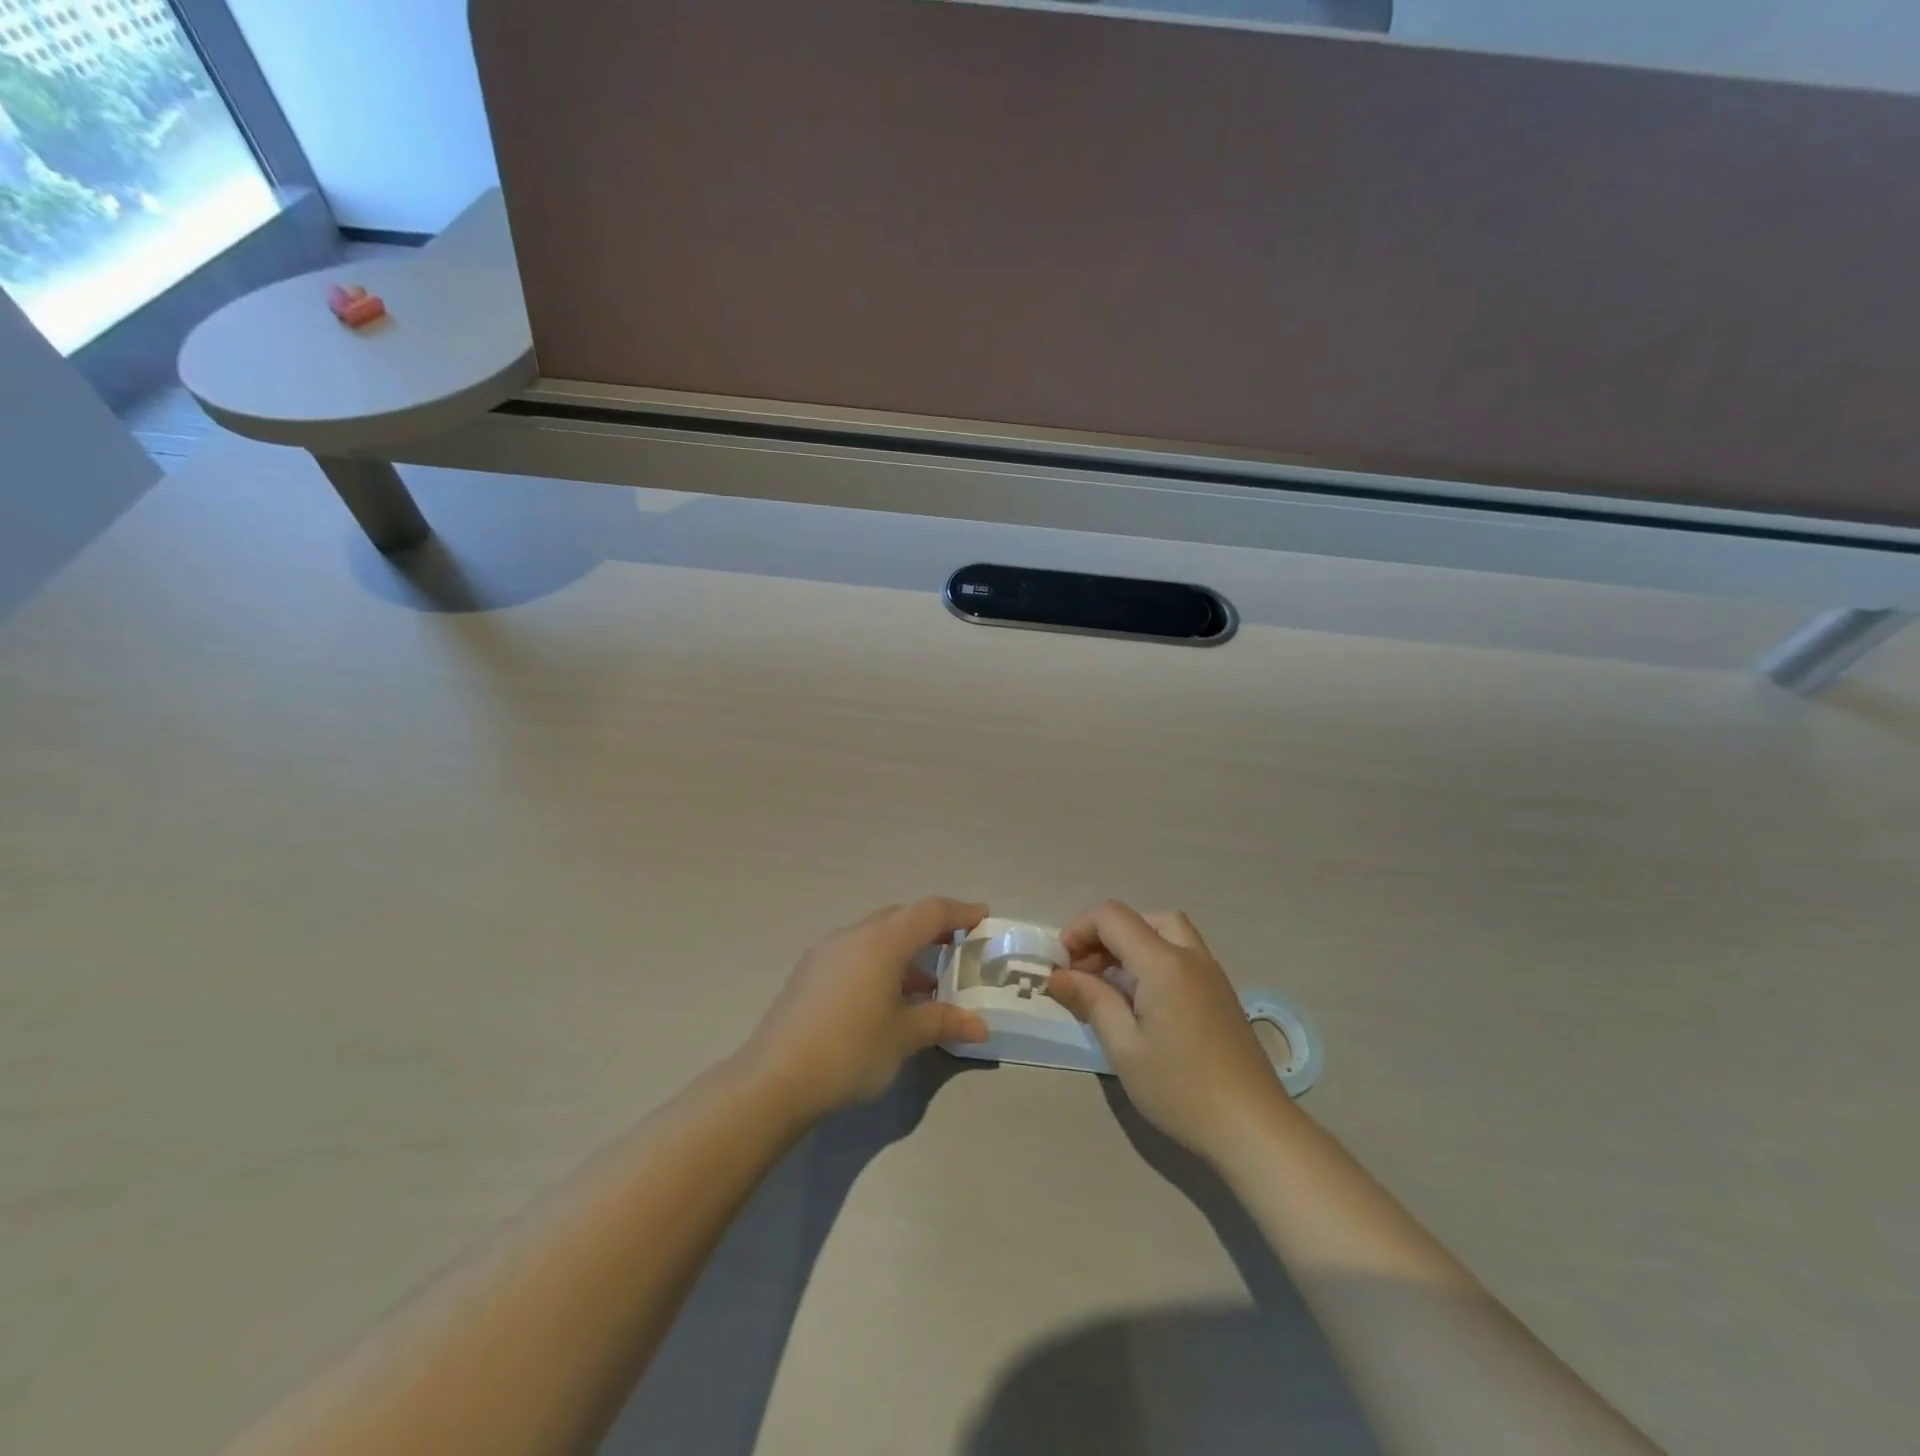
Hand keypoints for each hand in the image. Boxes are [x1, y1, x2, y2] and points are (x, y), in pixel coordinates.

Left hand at [742, 898, 991, 1117]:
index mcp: (882, 941)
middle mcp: (853, 935)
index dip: (960, 912)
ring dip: (904, 951)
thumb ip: (943, 1022)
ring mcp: (826, 953)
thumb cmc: (850, 1050)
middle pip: (900, 918)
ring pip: (875, 936)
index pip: (930, 912)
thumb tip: (979, 1026)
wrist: (775, 1079)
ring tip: (926, 984)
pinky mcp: (809, 974)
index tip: (982, 917)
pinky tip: (886, 1000)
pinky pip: (855, 954)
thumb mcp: (904, 1037)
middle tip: (957, 947)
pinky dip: (879, 964)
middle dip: (931, 928)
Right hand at [1046, 901, 1291, 1163]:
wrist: (1254, 1128)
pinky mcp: (1222, 995)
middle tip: (1086, 973)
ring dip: (1132, 945)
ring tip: (1112, 987)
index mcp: (1163, 962)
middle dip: (1106, 936)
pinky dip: (1154, 960)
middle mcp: (1190, 956)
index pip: (1112, 917)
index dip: (1079, 930)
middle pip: (1142, 919)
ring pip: (1166, 933)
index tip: (1061, 965)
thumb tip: (1058, 975)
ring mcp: (1212, 974)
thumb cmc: (1180, 1089)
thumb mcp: (1124, 1047)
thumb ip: (1092, 1000)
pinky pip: (1182, 955)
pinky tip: (1143, 1003)